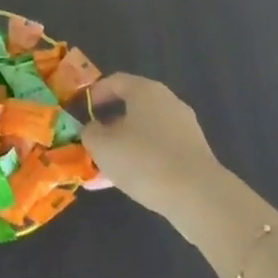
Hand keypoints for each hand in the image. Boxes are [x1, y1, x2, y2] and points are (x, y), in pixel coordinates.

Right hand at [80, 73, 223, 219]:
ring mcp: (183, 128)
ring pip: (143, 133)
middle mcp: (167, 102)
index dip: (95, 93)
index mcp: (146, 91)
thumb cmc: (143, 160)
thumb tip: (94, 129)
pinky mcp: (192, 154)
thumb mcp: (103, 146)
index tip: (80, 110)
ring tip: (102, 170)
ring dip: (122, 148)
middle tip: (91, 142)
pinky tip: (123, 184)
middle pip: (131, 108)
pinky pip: (158, 151)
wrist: (197, 196)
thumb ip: (91, 133)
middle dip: (108, 126)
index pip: (116, 81)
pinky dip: (139, 162)